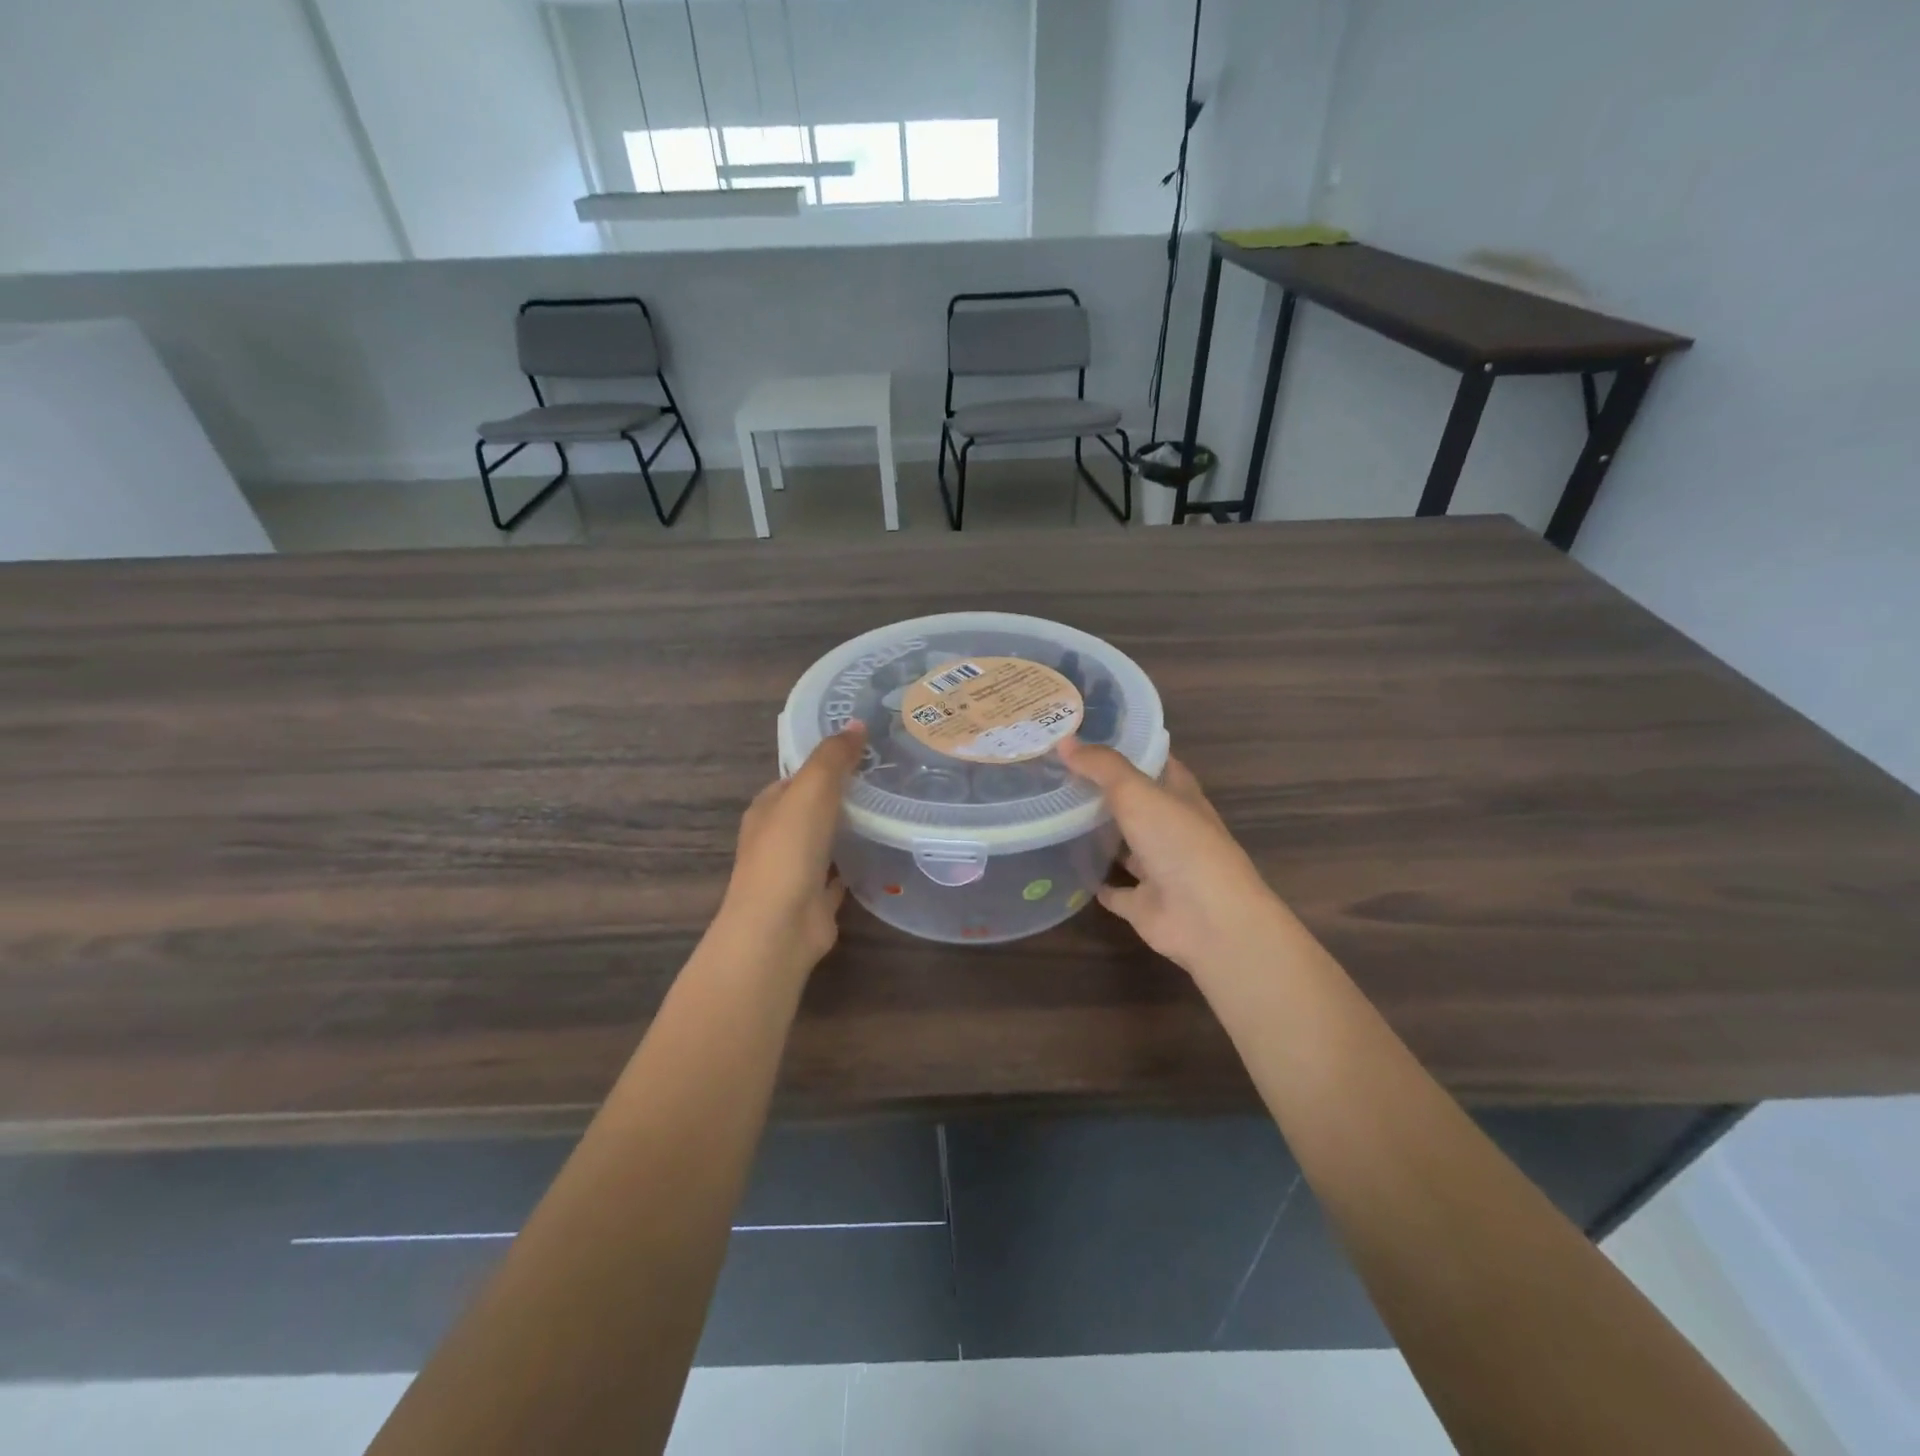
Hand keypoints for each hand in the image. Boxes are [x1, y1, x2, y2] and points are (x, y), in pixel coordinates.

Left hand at [712, 723, 865, 978]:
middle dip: (843, 794)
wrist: (779, 927)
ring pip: (826, 840)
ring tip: (894, 808)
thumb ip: (833, 757)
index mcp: (768, 807)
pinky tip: (884, 853)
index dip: (826, 761)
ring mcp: (795, 871)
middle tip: (888, 777)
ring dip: (851, 828)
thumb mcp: (810, 790)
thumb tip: (857, 723)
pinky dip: (856, 863)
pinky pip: (840, 874)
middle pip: (813, 808)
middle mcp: (778, 837)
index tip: (866, 749)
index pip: (797, 775)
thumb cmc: (789, 850)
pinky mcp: (815, 900)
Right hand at [1058, 737, 1291, 978]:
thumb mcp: (1137, 792)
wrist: (1208, 919)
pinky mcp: (1143, 903)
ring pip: (1123, 845)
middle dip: (1101, 789)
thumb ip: (1101, 766)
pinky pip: (1114, 890)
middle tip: (1054, 771)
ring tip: (1052, 814)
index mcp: (1178, 794)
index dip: (1124, 745)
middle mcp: (1169, 827)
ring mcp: (1157, 867)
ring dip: (1097, 834)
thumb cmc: (1179, 843)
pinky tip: (1066, 868)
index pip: (1151, 760)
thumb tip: (1064, 741)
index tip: (1084, 734)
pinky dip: (1095, 881)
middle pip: (1133, 802)